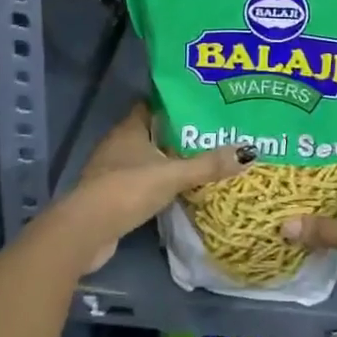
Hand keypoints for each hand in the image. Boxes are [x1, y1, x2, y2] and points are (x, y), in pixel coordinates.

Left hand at [57, 103, 246, 273]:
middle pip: (150, 132)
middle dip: (175, 134)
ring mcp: (110, 171)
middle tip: (207, 134)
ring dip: (165, 160)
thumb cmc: (127, 190)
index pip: (151, 106)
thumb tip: (249, 151)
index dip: (172, 104)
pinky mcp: (109, 197)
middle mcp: (117, 145)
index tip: (199, 105)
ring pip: (144, 158)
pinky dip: (155, 183)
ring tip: (197, 160)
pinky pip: (138, 182)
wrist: (86, 231)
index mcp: (129, 130)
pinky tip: (175, 189)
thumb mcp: (173, 175)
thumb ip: (208, 165)